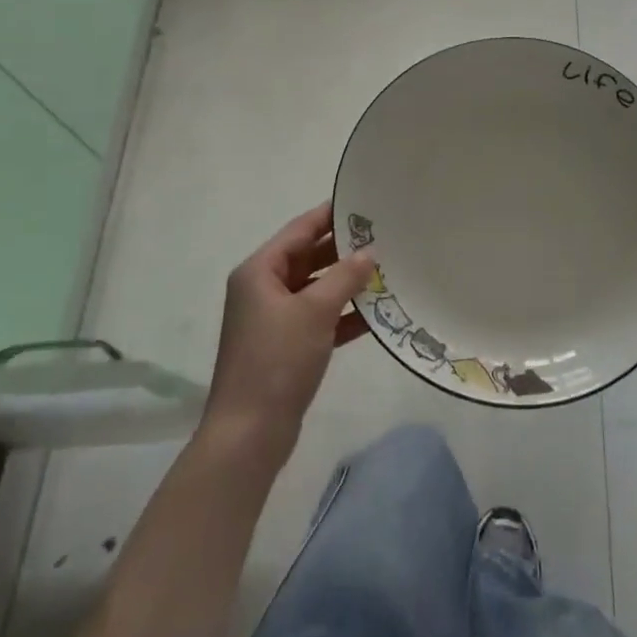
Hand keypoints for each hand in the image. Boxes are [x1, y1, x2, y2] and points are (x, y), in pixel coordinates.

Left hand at [201, 203, 373, 465]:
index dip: (330, 214)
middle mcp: (264, 289)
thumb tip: (369, 253)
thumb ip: (345, 277)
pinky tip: (376, 312)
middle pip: (308, 257)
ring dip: (347, 283)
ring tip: (387, 270)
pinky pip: (319, 318)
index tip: (364, 202)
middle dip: (344, 250)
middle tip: (384, 236)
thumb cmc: (277, 360)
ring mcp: (274, 320)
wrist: (249, 434)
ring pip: (316, 289)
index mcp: (260, 271)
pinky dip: (343, 314)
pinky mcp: (286, 347)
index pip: (300, 230)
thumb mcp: (315, 311)